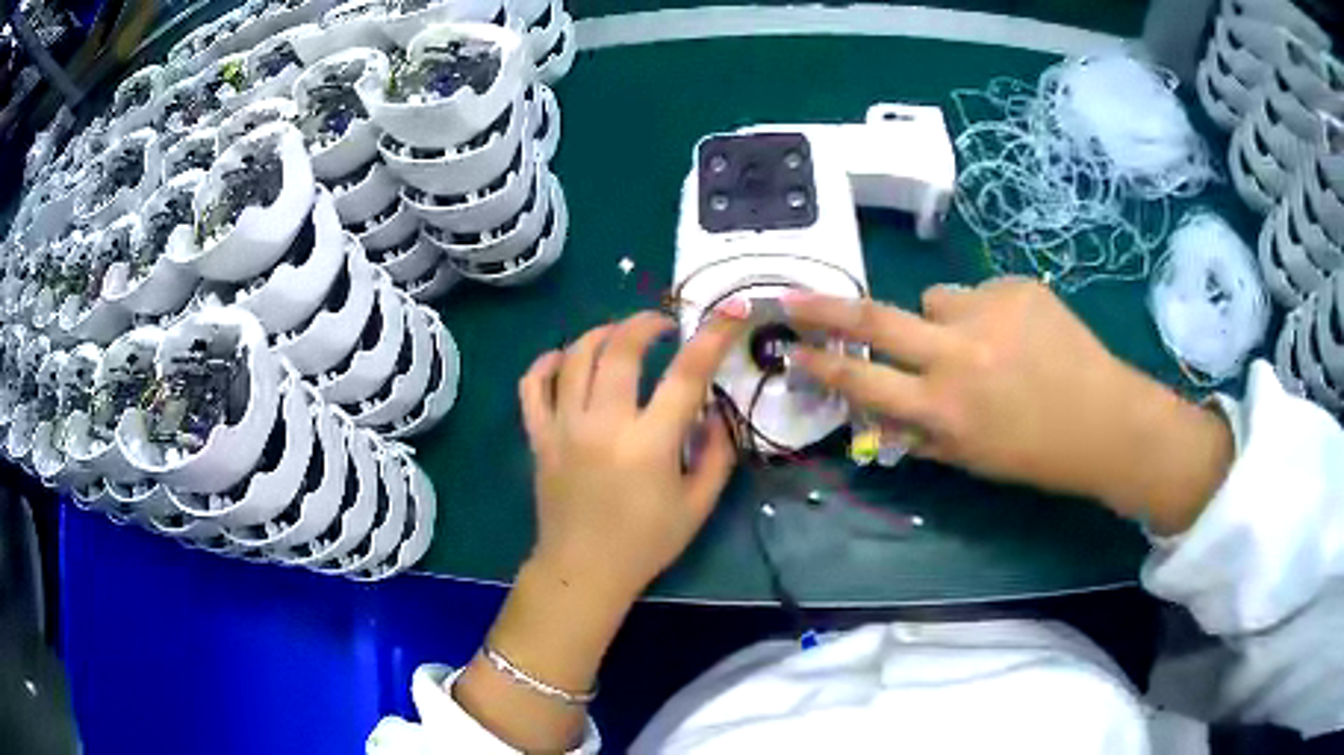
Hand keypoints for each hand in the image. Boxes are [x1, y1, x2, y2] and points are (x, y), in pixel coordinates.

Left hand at [454, 311, 744, 750]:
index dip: (712, 337)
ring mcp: (563, 428)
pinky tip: (564, 358)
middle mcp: (603, 425)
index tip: (728, 314)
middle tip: (663, 324)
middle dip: (645, 323)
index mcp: (649, 445)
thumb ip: (716, 453)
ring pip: (574, 357)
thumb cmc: (646, 543)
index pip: (685, 375)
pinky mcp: (539, 437)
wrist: (584, 570)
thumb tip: (715, 409)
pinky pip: (532, 386)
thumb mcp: (698, 505)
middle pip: (620, 350)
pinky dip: (546, 363)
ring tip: (620, 335)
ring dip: (601, 334)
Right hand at [786, 278, 1232, 533]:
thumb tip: (880, 410)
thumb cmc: (1035, 453)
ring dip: (941, 318)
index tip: (792, 349)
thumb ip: (920, 431)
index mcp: (943, 408)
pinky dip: (987, 312)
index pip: (863, 381)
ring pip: (935, 299)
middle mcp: (957, 354)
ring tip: (983, 342)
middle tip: (795, 297)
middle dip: (826, 309)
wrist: (1104, 419)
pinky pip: (980, 292)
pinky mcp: (1016, 286)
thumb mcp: (970, 457)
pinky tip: (1019, 334)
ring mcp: (988, 311)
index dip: (821, 365)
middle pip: (875, 319)